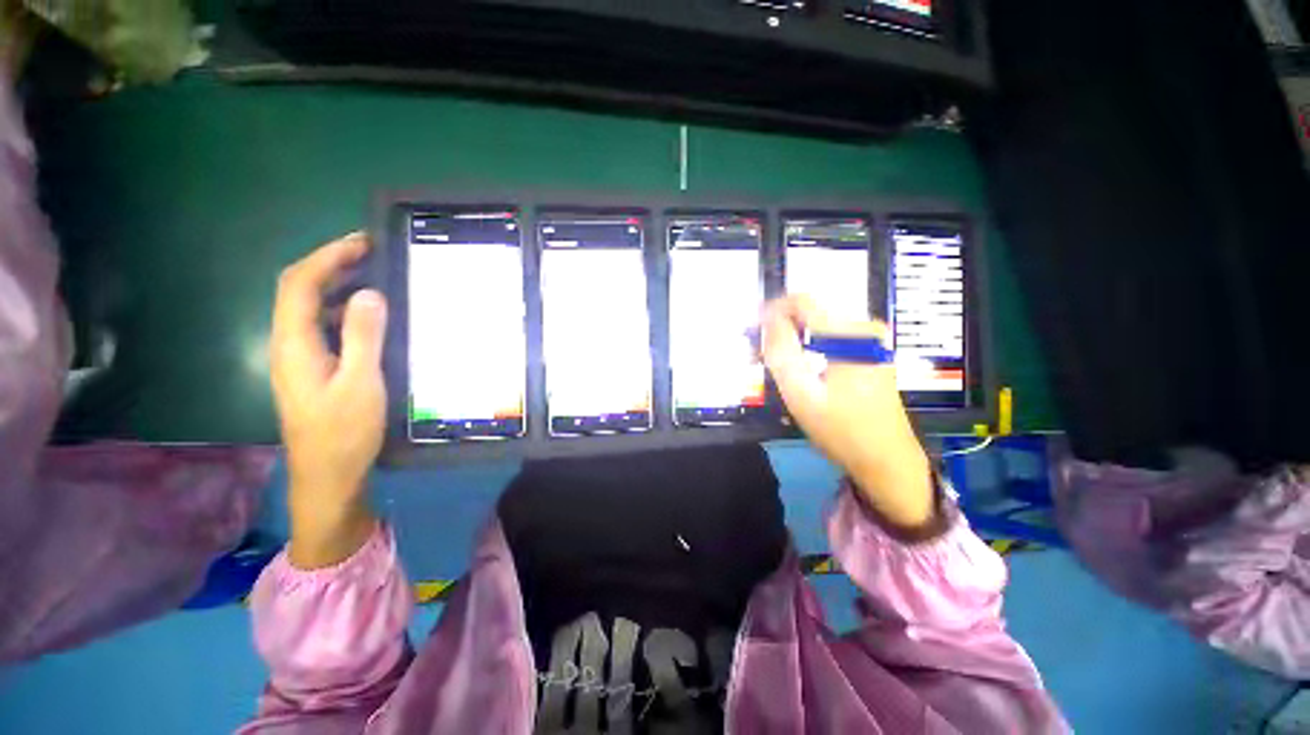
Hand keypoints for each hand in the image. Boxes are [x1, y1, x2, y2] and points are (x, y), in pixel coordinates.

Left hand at [270, 233, 387, 567]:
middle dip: (330, 263)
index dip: (328, 256)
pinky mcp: (313, 369)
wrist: (328, 475)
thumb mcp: (361, 384)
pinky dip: (342, 308)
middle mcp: (289, 344)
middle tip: (371, 251)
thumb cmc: (344, 432)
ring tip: (374, 273)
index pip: (301, 284)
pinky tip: (368, 314)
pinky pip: (322, 325)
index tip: (363, 241)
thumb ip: (363, 337)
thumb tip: (370, 293)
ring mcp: (299, 357)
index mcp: (295, 344)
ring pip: (309, 307)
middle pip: (298, 290)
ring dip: (336, 283)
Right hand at [760, 296, 933, 530]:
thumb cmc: (843, 431)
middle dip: (779, 328)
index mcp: (852, 334)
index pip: (801, 301)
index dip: (770, 312)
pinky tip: (797, 367)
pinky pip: (829, 336)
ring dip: (791, 338)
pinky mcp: (870, 350)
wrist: (887, 460)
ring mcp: (871, 338)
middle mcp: (865, 327)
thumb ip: (781, 352)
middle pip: (809, 312)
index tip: (751, 333)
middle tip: (759, 355)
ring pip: (817, 324)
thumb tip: (767, 318)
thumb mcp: (802, 394)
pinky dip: (807, 346)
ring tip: (773, 364)